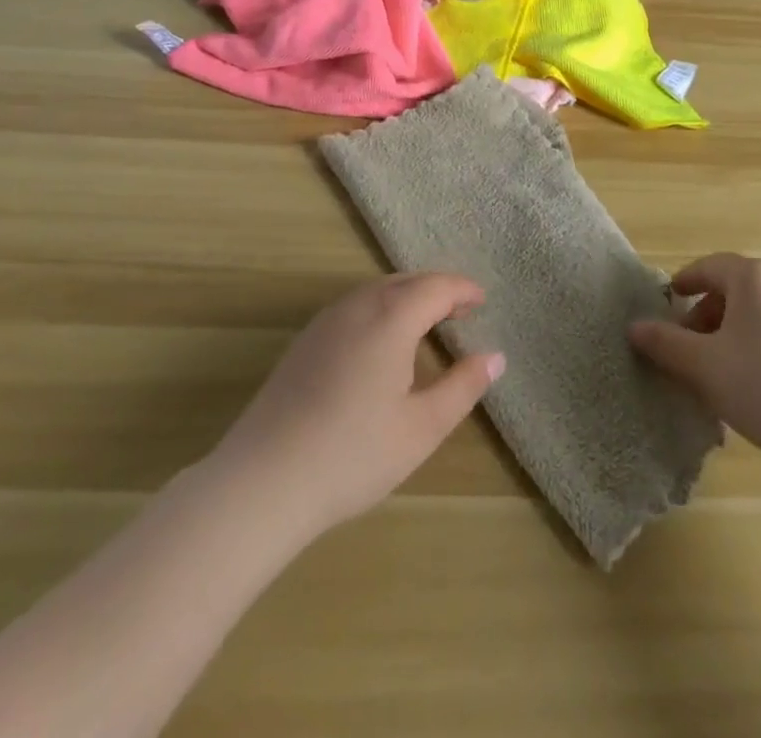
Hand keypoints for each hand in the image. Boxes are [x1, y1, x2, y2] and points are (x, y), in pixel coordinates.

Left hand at [209, 273, 504, 541]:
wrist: (264, 479)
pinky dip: (381, 307)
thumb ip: (463, 386)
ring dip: (407, 295)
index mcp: (391, 317)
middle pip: (406, 281)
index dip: (463, 290)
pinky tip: (382, 339)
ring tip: (428, 320)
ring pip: (377, 290)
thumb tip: (495, 356)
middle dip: (437, 288)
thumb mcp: (422, 427)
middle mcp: (358, 305)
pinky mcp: (305, 340)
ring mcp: (326, 320)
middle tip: (462, 308)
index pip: (436, 287)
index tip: (482, 300)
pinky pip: (354, 305)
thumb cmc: (354, 453)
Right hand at [628, 253, 760, 471]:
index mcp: (754, 279)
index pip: (710, 266)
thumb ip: (664, 343)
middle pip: (736, 287)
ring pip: (760, 309)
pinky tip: (756, 381)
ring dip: (733, 328)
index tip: (668, 301)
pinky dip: (760, 341)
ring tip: (719, 366)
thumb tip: (633, 327)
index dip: (685, 282)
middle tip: (688, 344)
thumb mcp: (702, 366)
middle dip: (707, 311)